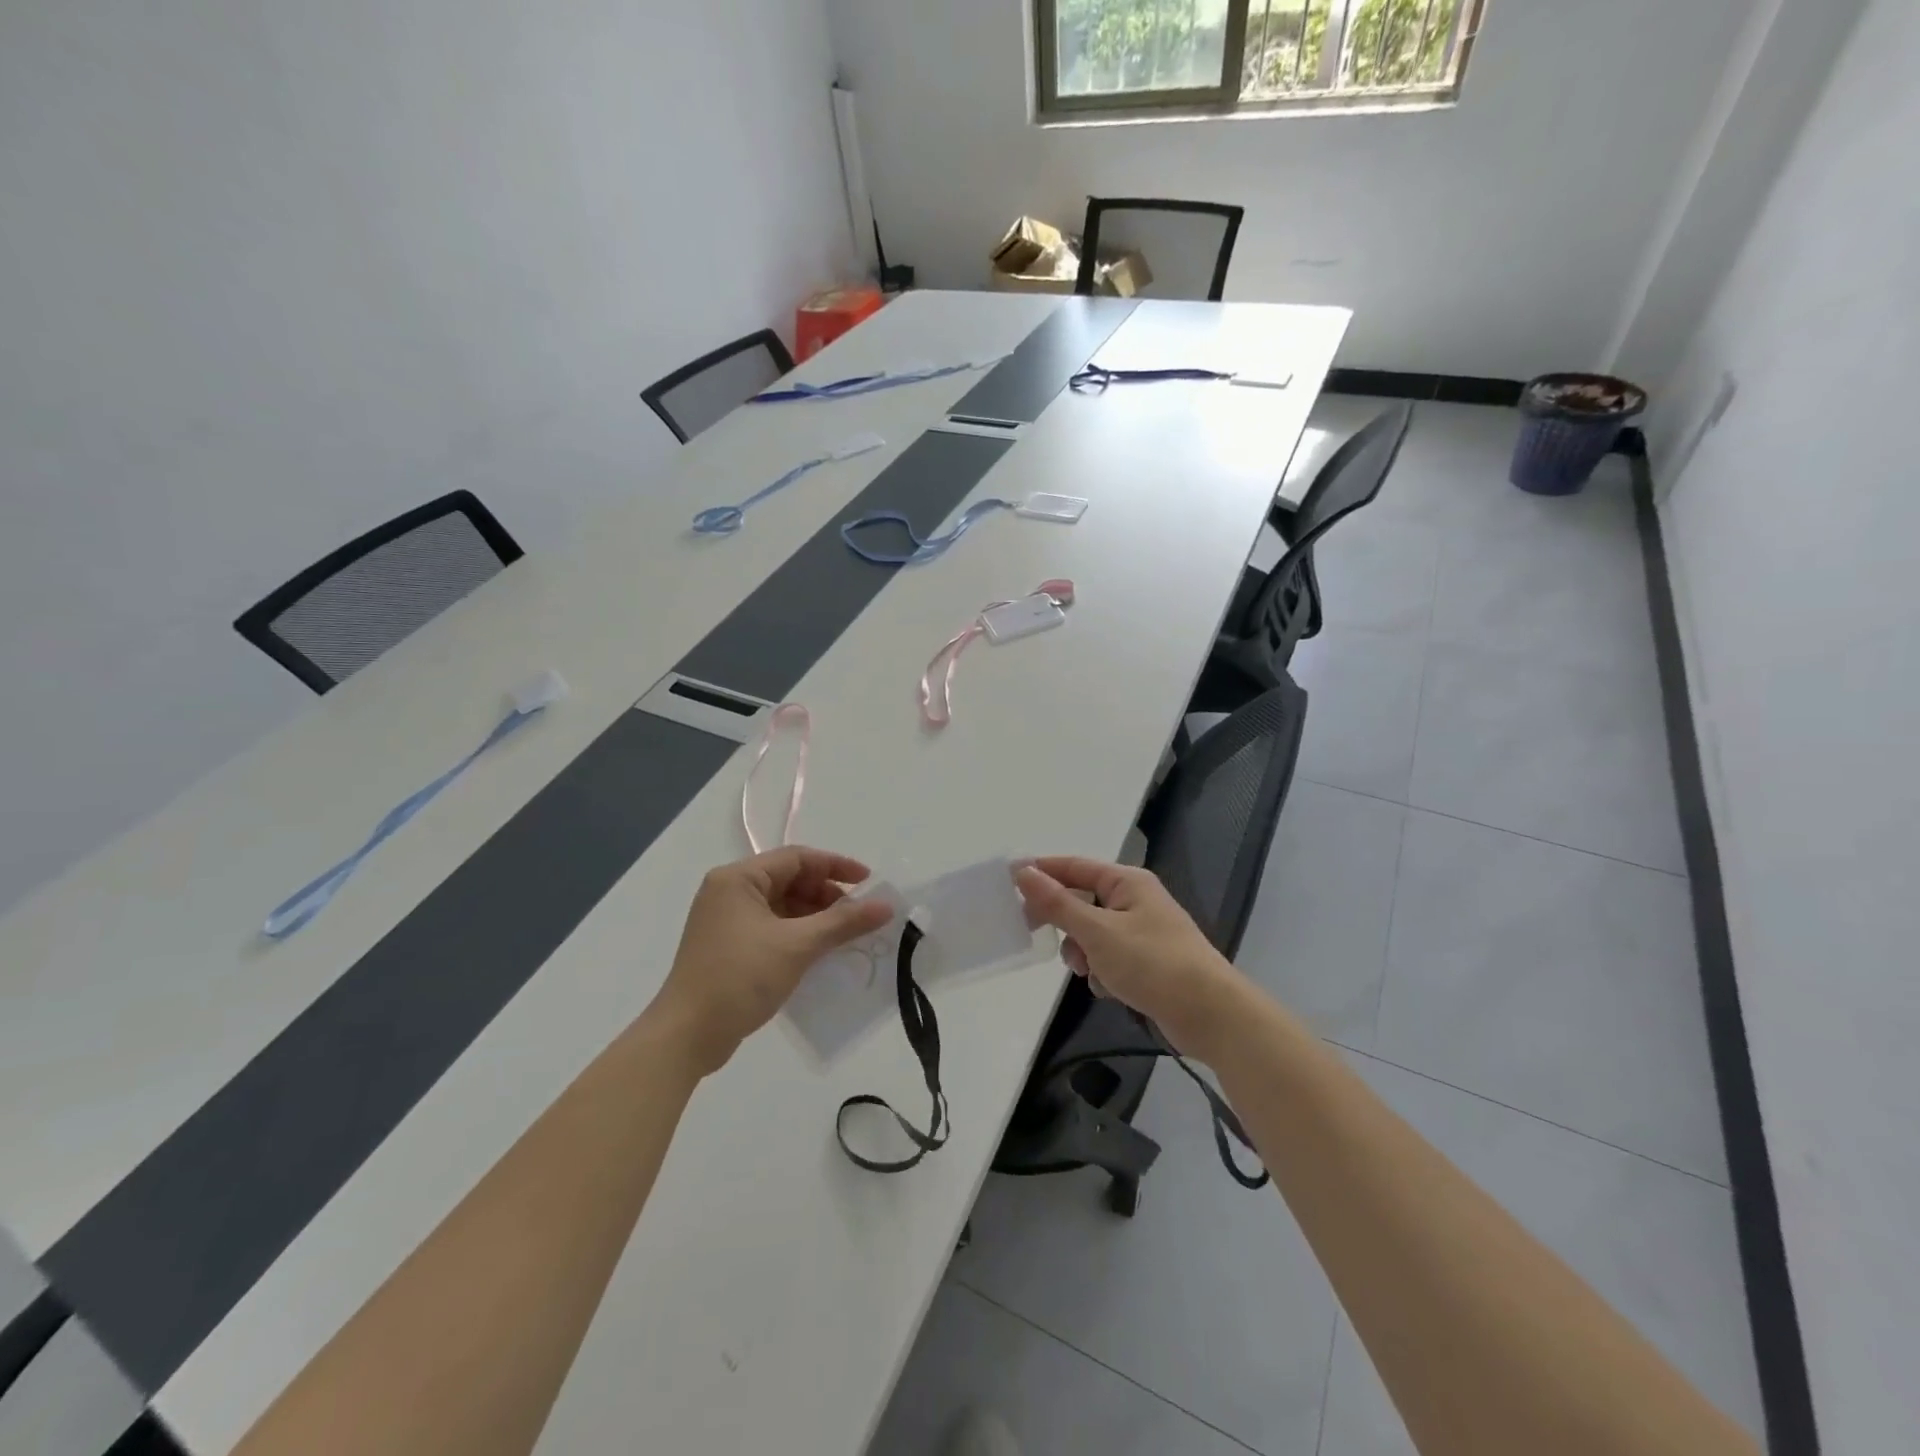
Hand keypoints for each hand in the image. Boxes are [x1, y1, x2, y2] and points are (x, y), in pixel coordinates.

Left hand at [651, 848, 893, 1076]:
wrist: (687, 1036)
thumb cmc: (740, 977)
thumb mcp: (797, 946)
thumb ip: (843, 922)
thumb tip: (886, 906)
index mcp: (738, 879)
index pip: (797, 858)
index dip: (836, 867)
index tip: (869, 883)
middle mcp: (729, 892)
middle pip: (790, 880)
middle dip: (827, 895)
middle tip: (859, 916)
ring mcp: (726, 921)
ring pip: (783, 906)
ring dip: (815, 917)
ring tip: (845, 936)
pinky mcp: (729, 947)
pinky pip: (773, 928)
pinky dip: (799, 934)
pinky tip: (821, 952)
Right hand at [1015, 857, 1251, 1059]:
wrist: (1210, 1014)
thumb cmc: (1153, 963)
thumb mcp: (1098, 932)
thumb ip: (1058, 903)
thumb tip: (1024, 872)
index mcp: (1127, 882)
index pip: (1074, 866)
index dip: (1041, 871)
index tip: (1008, 882)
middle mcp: (1135, 900)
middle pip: (1082, 900)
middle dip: (1064, 922)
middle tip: (1035, 933)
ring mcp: (1142, 932)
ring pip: (1092, 934)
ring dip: (1083, 953)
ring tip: (1089, 971)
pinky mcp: (1146, 962)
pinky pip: (1108, 958)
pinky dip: (1103, 972)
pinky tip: (1110, 989)